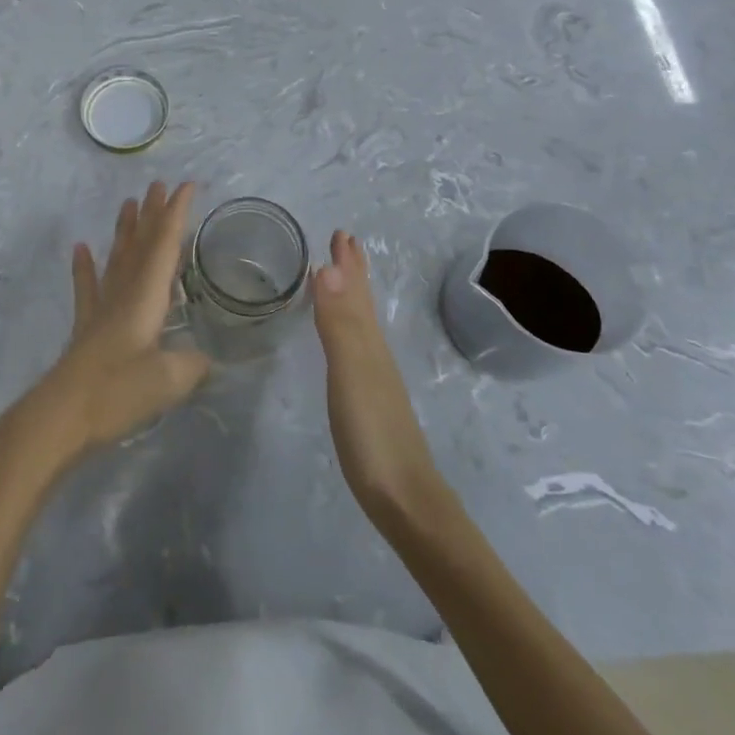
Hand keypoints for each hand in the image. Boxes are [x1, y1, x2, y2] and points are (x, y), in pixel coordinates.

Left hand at [7, 182, 211, 469]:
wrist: (61, 415)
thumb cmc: (117, 391)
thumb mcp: (167, 381)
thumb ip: (191, 366)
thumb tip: (205, 359)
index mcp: (146, 297)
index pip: (165, 245)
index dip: (176, 214)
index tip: (187, 185)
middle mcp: (124, 293)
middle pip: (140, 245)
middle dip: (152, 214)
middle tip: (158, 185)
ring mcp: (101, 309)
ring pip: (116, 259)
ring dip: (124, 230)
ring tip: (128, 203)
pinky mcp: (86, 329)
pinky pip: (86, 288)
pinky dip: (84, 267)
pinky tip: (80, 248)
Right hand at [313, 231, 446, 520]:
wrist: (406, 502)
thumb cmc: (374, 435)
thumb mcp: (351, 374)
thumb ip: (339, 324)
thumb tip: (328, 266)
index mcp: (368, 341)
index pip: (355, 290)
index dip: (348, 262)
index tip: (340, 232)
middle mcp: (373, 352)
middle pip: (362, 302)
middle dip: (352, 271)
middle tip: (344, 242)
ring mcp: (374, 378)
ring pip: (361, 322)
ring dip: (350, 295)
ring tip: (341, 279)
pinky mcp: (369, 401)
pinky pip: (356, 347)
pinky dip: (348, 328)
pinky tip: (345, 340)